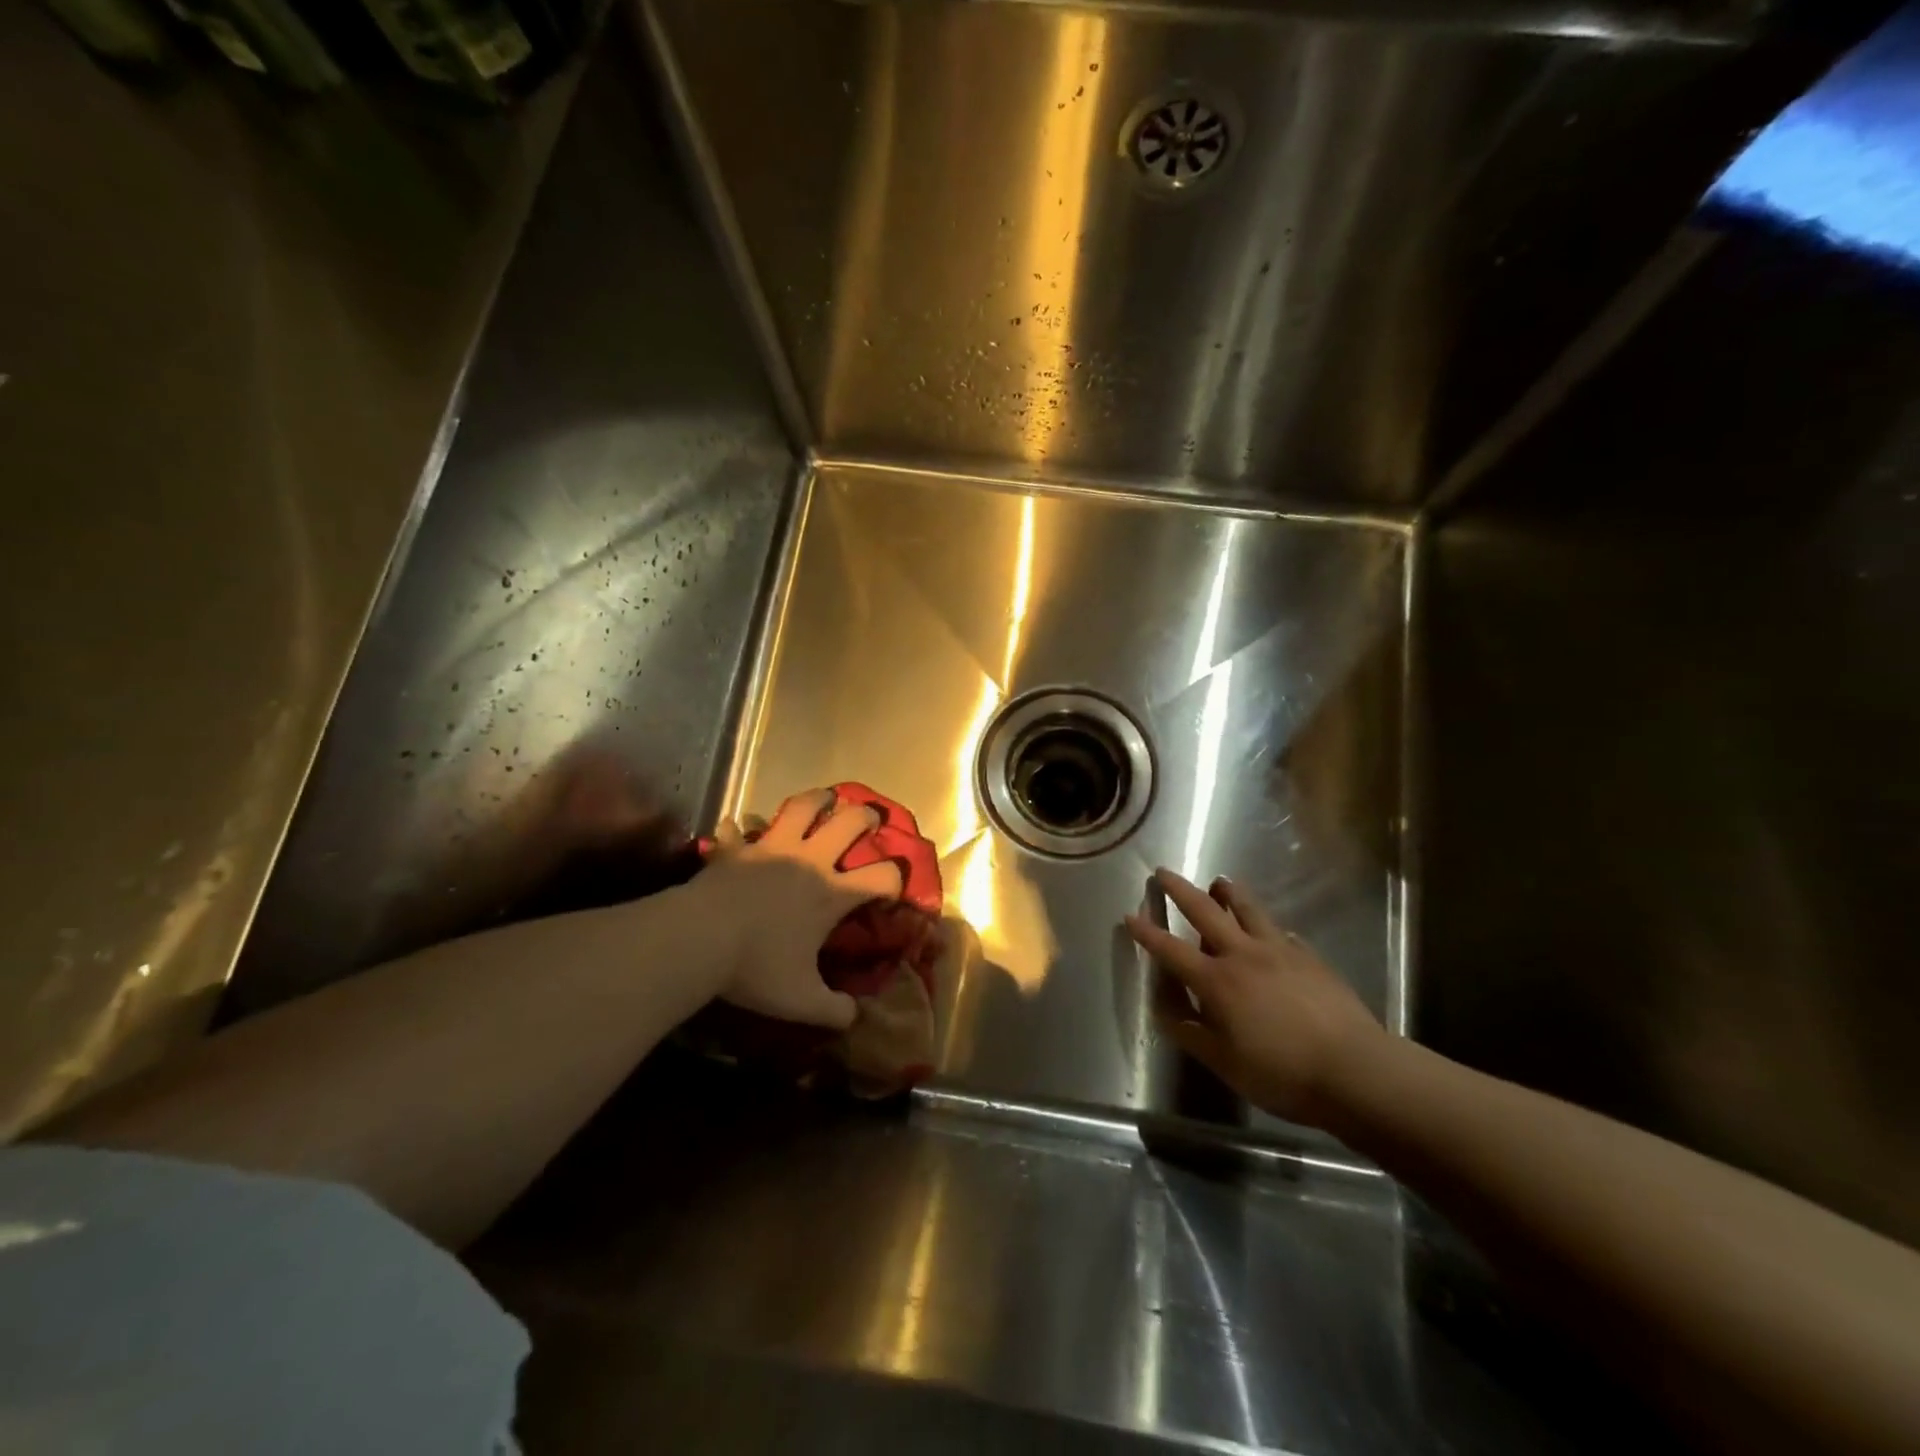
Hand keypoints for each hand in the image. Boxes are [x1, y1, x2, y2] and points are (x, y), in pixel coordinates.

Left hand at [697, 789, 904, 1030]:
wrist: (698, 939)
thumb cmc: (755, 967)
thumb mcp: (800, 1001)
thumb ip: (834, 1011)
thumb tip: (856, 1018)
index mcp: (831, 893)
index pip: (883, 876)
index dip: (896, 880)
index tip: (891, 891)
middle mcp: (809, 861)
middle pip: (849, 822)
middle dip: (866, 817)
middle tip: (868, 820)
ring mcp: (772, 848)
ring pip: (802, 806)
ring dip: (817, 799)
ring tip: (824, 799)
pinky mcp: (737, 848)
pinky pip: (739, 828)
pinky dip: (740, 826)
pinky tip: (735, 826)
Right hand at [1124, 868, 1385, 1127]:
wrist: (1355, 1070)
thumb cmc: (1281, 1072)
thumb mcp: (1223, 1062)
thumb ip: (1189, 1031)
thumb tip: (1164, 1009)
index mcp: (1216, 981)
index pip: (1170, 949)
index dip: (1147, 932)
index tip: (1130, 915)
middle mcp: (1243, 955)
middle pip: (1205, 911)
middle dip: (1179, 890)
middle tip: (1163, 872)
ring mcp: (1280, 951)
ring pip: (1248, 910)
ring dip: (1228, 893)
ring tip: (1219, 882)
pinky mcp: (1309, 957)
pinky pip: (1282, 933)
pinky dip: (1268, 928)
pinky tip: (1272, 933)